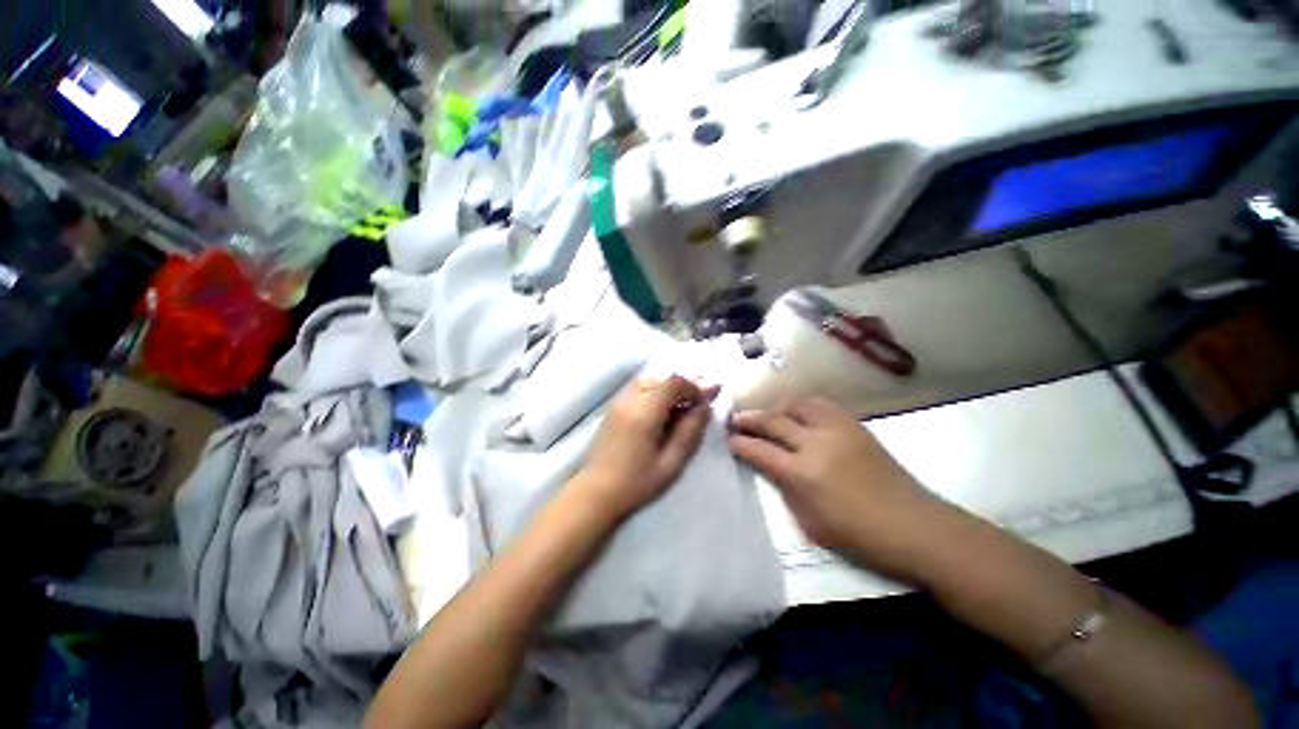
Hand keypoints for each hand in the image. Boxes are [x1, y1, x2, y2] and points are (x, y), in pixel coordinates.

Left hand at [574, 375, 719, 520]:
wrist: (595, 492)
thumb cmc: (636, 483)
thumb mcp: (671, 463)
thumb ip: (689, 431)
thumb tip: (705, 407)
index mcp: (644, 413)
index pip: (673, 382)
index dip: (694, 387)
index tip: (704, 403)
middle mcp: (629, 399)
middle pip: (662, 377)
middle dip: (682, 386)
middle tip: (697, 402)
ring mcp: (618, 401)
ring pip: (649, 379)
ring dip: (668, 387)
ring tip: (681, 406)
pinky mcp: (613, 406)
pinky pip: (638, 387)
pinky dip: (655, 390)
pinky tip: (662, 408)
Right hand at [728, 398, 952, 582]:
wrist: (916, 526)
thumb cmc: (860, 535)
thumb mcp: (810, 522)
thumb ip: (786, 489)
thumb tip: (771, 467)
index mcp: (803, 473)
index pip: (760, 450)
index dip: (740, 444)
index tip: (728, 440)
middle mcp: (816, 444)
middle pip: (774, 421)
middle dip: (750, 419)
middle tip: (736, 419)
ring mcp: (838, 430)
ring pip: (798, 405)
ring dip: (779, 409)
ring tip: (771, 417)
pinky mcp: (855, 426)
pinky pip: (821, 407)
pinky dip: (803, 408)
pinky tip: (801, 417)